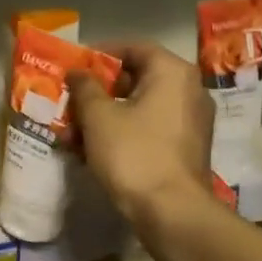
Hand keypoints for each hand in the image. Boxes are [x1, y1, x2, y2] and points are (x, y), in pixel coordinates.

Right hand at [68, 41, 213, 228]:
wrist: (172, 212)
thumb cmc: (134, 153)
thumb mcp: (99, 117)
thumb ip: (85, 87)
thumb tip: (77, 72)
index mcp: (172, 73)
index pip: (134, 47)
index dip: (101, 54)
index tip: (75, 66)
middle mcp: (189, 90)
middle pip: (136, 78)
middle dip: (98, 91)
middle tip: (70, 100)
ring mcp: (191, 122)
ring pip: (140, 107)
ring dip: (105, 116)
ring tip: (72, 132)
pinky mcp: (186, 148)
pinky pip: (149, 129)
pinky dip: (122, 133)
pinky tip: (91, 151)